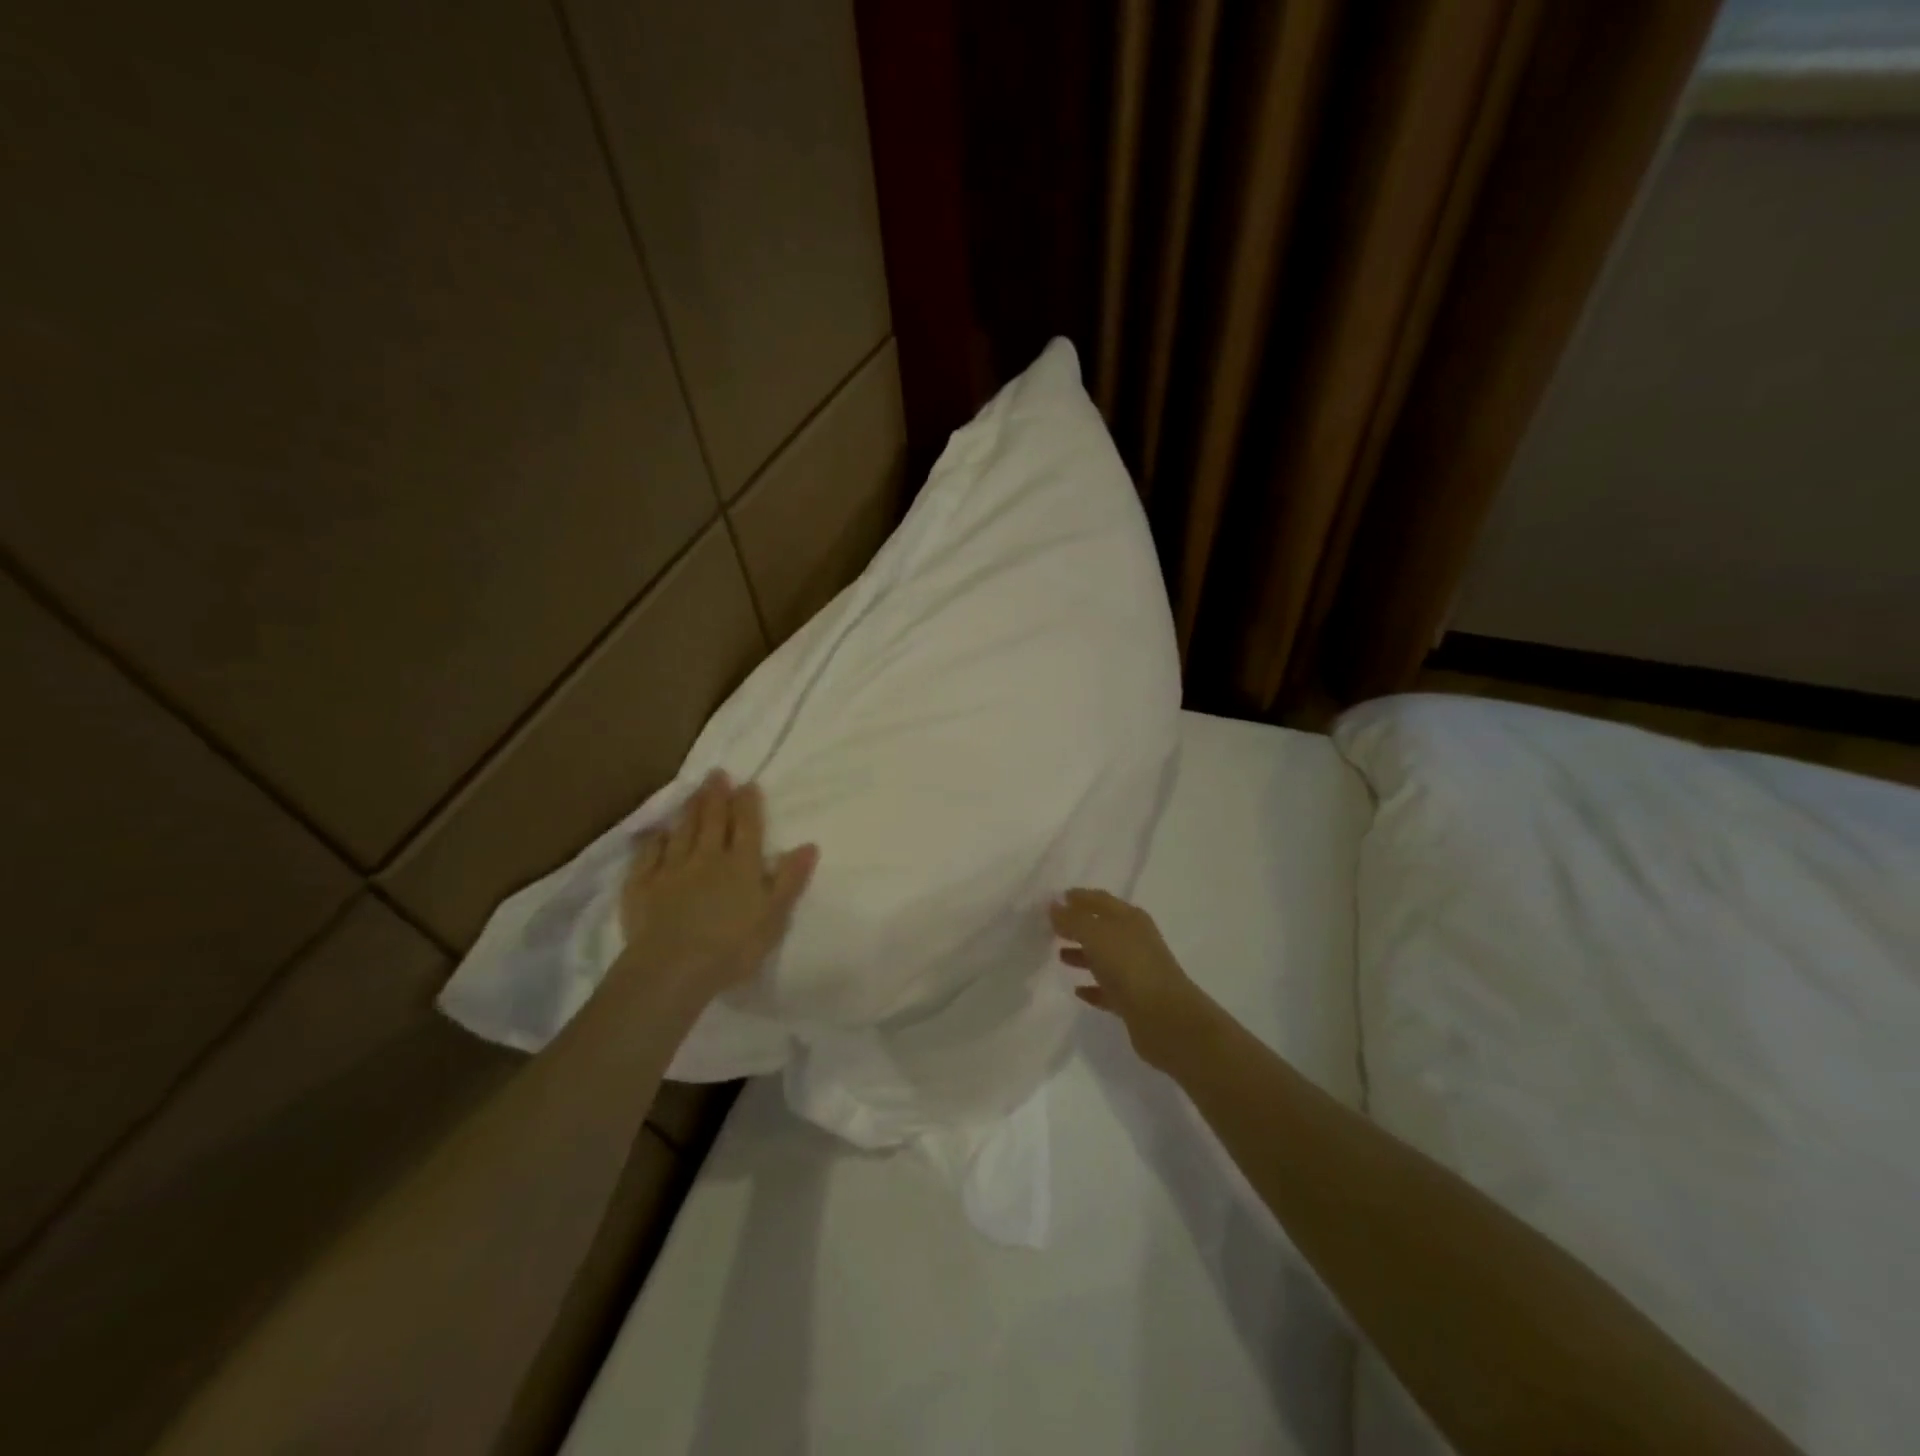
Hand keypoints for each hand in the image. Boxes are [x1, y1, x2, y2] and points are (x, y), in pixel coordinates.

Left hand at [618, 770, 817, 1005]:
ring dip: (689, 810)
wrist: (673, 969)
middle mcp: (707, 858)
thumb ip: (790, 879)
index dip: (748, 804)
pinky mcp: (642, 886)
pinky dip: (653, 840)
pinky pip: (648, 855)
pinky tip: (655, 832)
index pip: (747, 826)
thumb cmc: (732, 946)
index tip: (748, 784)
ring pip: (682, 831)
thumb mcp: (774, 916)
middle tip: (716, 774)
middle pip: (713, 820)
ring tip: (693, 792)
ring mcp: (671, 869)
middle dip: (717, 796)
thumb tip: (809, 845)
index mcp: (741, 864)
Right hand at [1050, 889, 1211, 1071]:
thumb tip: (1054, 905)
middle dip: (1078, 926)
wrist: (1164, 1018)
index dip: (1079, 897)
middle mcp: (1135, 940)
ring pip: (1105, 958)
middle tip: (1052, 928)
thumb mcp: (1095, 934)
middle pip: (1102, 928)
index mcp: (1130, 918)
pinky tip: (1077, 990)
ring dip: (1083, 954)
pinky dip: (1093, 987)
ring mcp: (1136, 971)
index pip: (1101, 900)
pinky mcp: (1134, 1001)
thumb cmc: (1129, 966)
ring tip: (1059, 956)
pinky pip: (1108, 989)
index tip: (1056, 899)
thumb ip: (1072, 919)